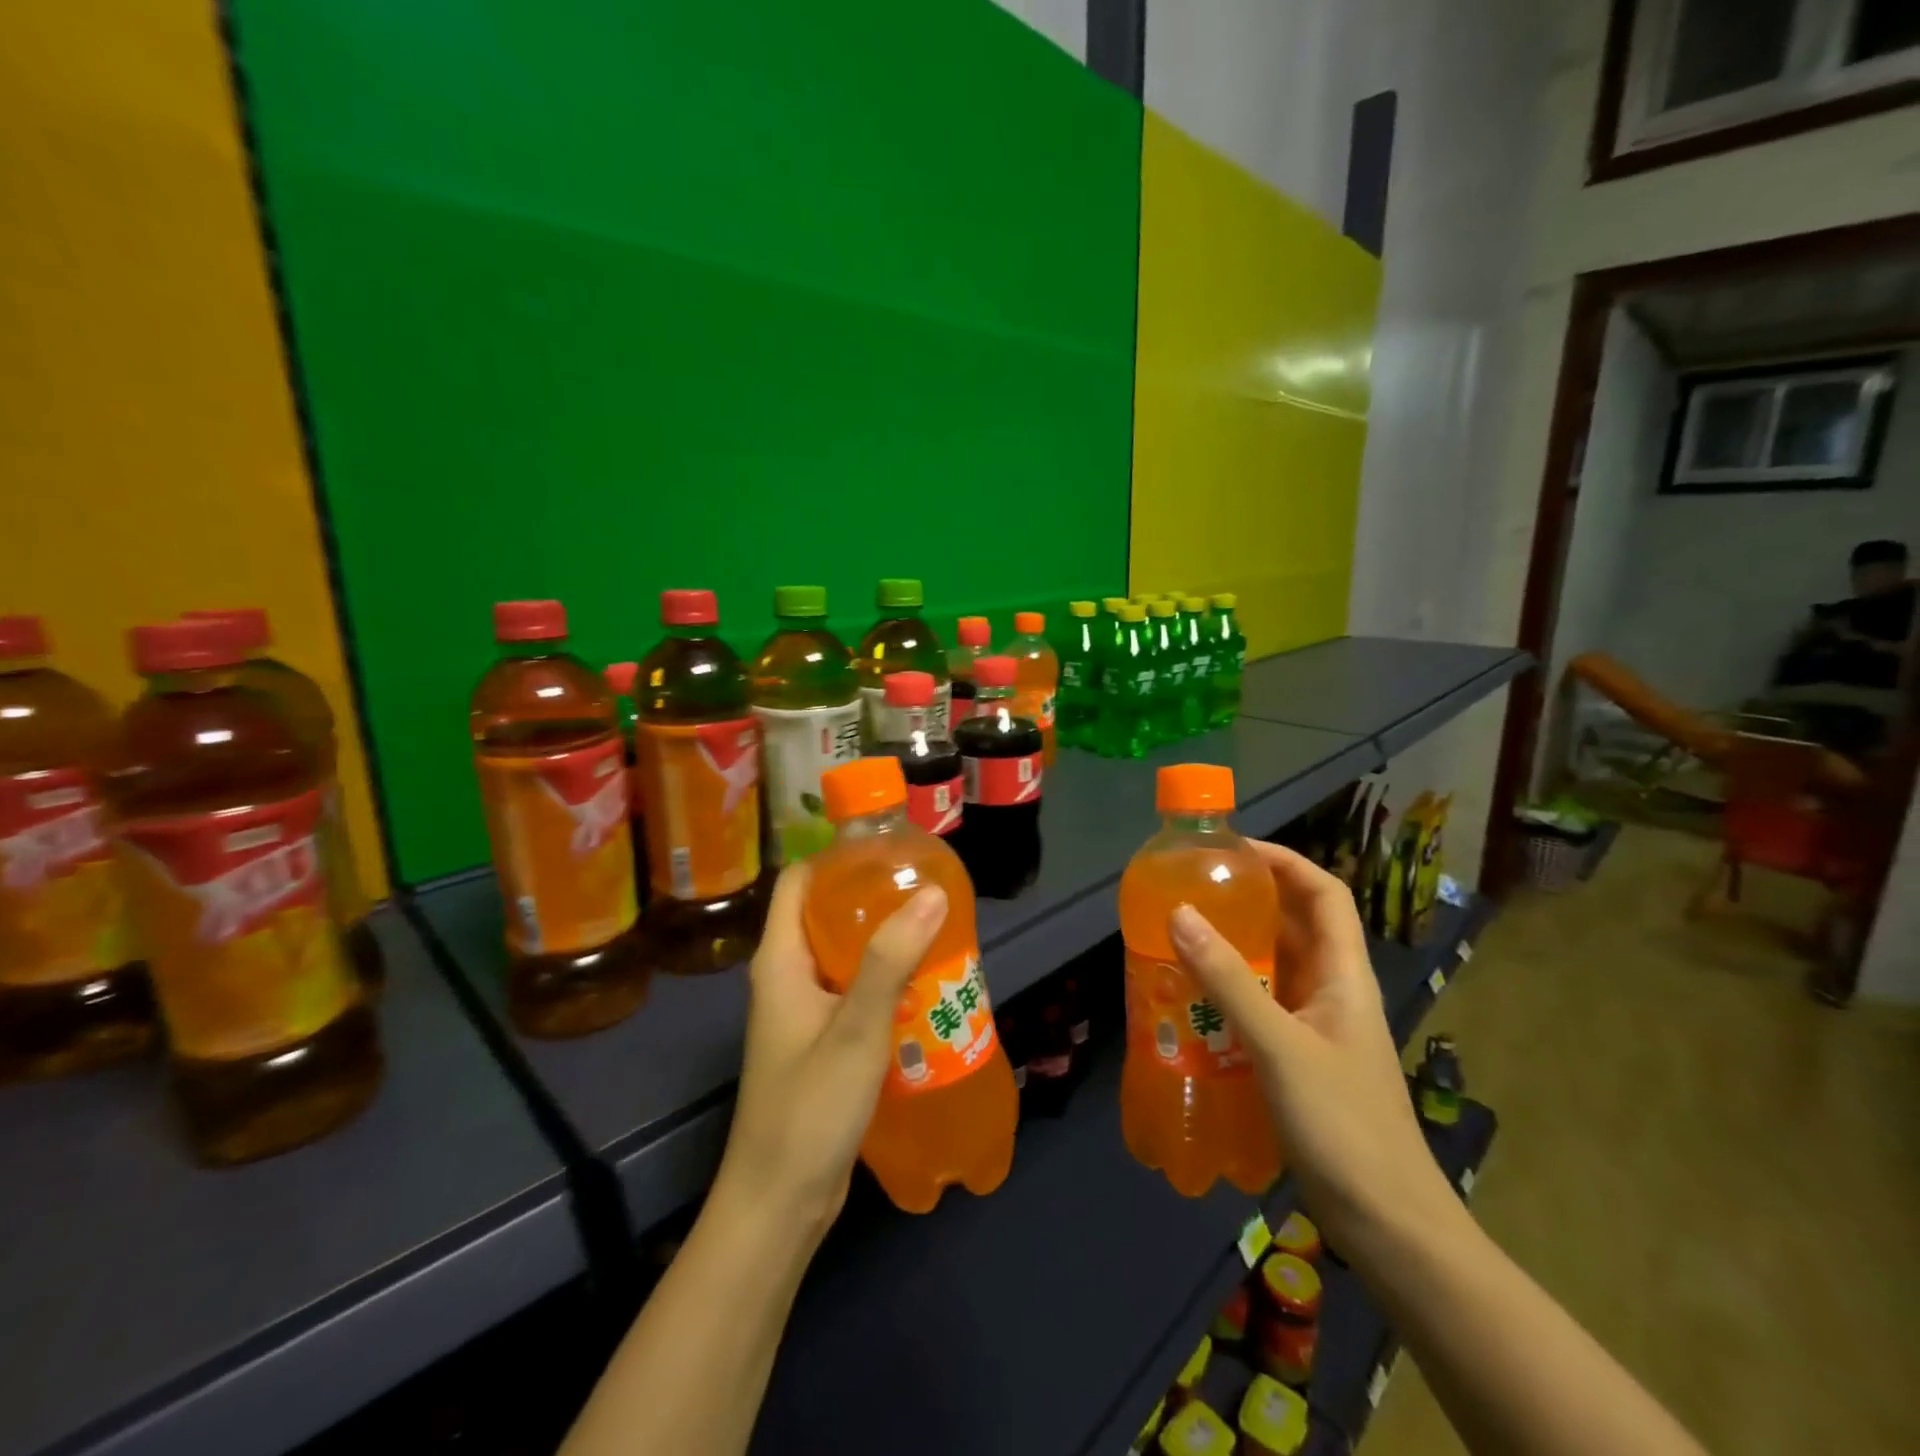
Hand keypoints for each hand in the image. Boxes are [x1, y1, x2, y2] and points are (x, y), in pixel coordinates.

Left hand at [713, 863, 948, 1241]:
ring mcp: (803, 1011)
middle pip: (825, 914)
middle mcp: (787, 977)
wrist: (780, 1204)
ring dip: (884, 940)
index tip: (889, 850)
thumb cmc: (809, 1110)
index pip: (799, 882)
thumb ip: (890, 960)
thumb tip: (932, 893)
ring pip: (844, 954)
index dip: (837, 858)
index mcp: (780, 960)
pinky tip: (925, 984)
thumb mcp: (855, 1030)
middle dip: (872, 896)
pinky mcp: (821, 1041)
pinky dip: (884, 979)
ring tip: (935, 927)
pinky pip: (853, 990)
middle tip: (926, 887)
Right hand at [1168, 843, 1457, 1256]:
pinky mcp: (1299, 1059)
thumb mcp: (1279, 1045)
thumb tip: (1179, 913)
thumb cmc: (1343, 1124)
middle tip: (1193, 889)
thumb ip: (1228, 980)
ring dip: (1235, 946)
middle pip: (1296, 925)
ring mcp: (1316, 1026)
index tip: (1234, 850)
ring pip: (1275, 966)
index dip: (1286, 861)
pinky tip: (1193, 999)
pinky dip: (1230, 991)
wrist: (1388, 1224)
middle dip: (1250, 899)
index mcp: (1344, 974)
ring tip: (1182, 935)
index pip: (1325, 894)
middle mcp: (1333, 990)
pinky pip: (1261, 1006)